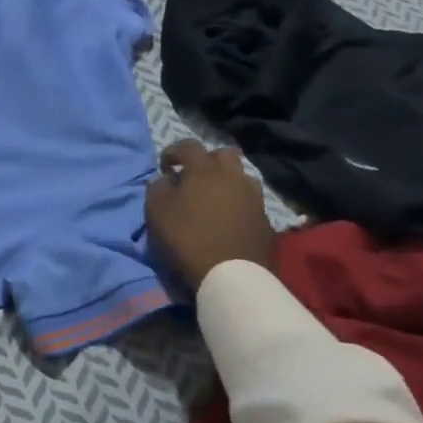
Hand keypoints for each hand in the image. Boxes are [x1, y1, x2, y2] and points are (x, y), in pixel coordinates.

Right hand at [145, 141, 278, 291]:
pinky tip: (230, 220)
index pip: (188, 145)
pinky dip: (239, 205)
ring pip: (242, 177)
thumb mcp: (156, 210)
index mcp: (204, 169)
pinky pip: (251, 203)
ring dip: (228, 181)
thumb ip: (158, 187)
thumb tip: (167, 180)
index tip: (165, 167)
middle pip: (224, 155)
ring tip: (216, 198)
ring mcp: (254, 198)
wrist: (231, 276)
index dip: (174, 152)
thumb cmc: (187, 237)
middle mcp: (233, 176)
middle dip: (208, 161)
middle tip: (195, 178)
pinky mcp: (266, 221)